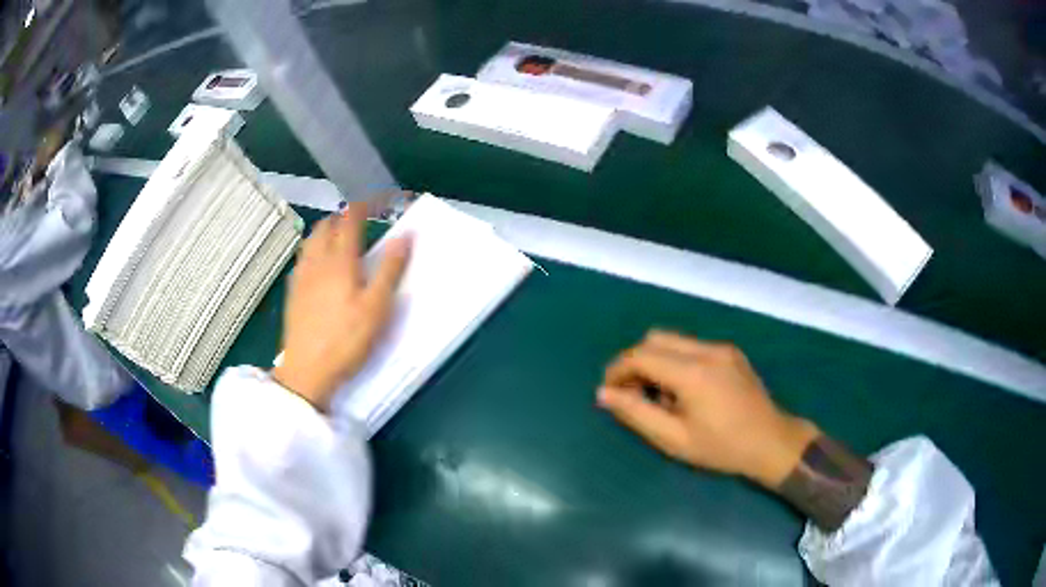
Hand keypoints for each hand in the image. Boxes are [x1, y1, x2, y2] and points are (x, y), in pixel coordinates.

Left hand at [272, 204, 410, 411]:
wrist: (307, 371)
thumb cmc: (347, 340)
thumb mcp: (377, 307)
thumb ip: (390, 269)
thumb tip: (406, 236)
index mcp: (340, 261)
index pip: (349, 221)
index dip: (361, 206)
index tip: (373, 199)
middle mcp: (317, 262)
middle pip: (325, 228)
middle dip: (340, 217)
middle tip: (356, 219)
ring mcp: (301, 278)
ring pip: (309, 242)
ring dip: (323, 232)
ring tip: (335, 237)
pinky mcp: (292, 294)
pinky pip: (301, 260)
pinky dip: (311, 251)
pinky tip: (316, 266)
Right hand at [597, 331, 819, 488]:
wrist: (772, 442)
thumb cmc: (722, 448)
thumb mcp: (674, 439)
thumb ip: (637, 414)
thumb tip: (604, 394)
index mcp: (693, 372)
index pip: (641, 355)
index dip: (617, 370)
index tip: (608, 392)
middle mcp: (706, 350)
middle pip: (655, 338)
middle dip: (635, 362)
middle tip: (632, 393)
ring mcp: (721, 348)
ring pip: (673, 340)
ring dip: (655, 360)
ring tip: (658, 395)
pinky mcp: (731, 352)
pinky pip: (691, 346)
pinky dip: (675, 361)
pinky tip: (683, 391)